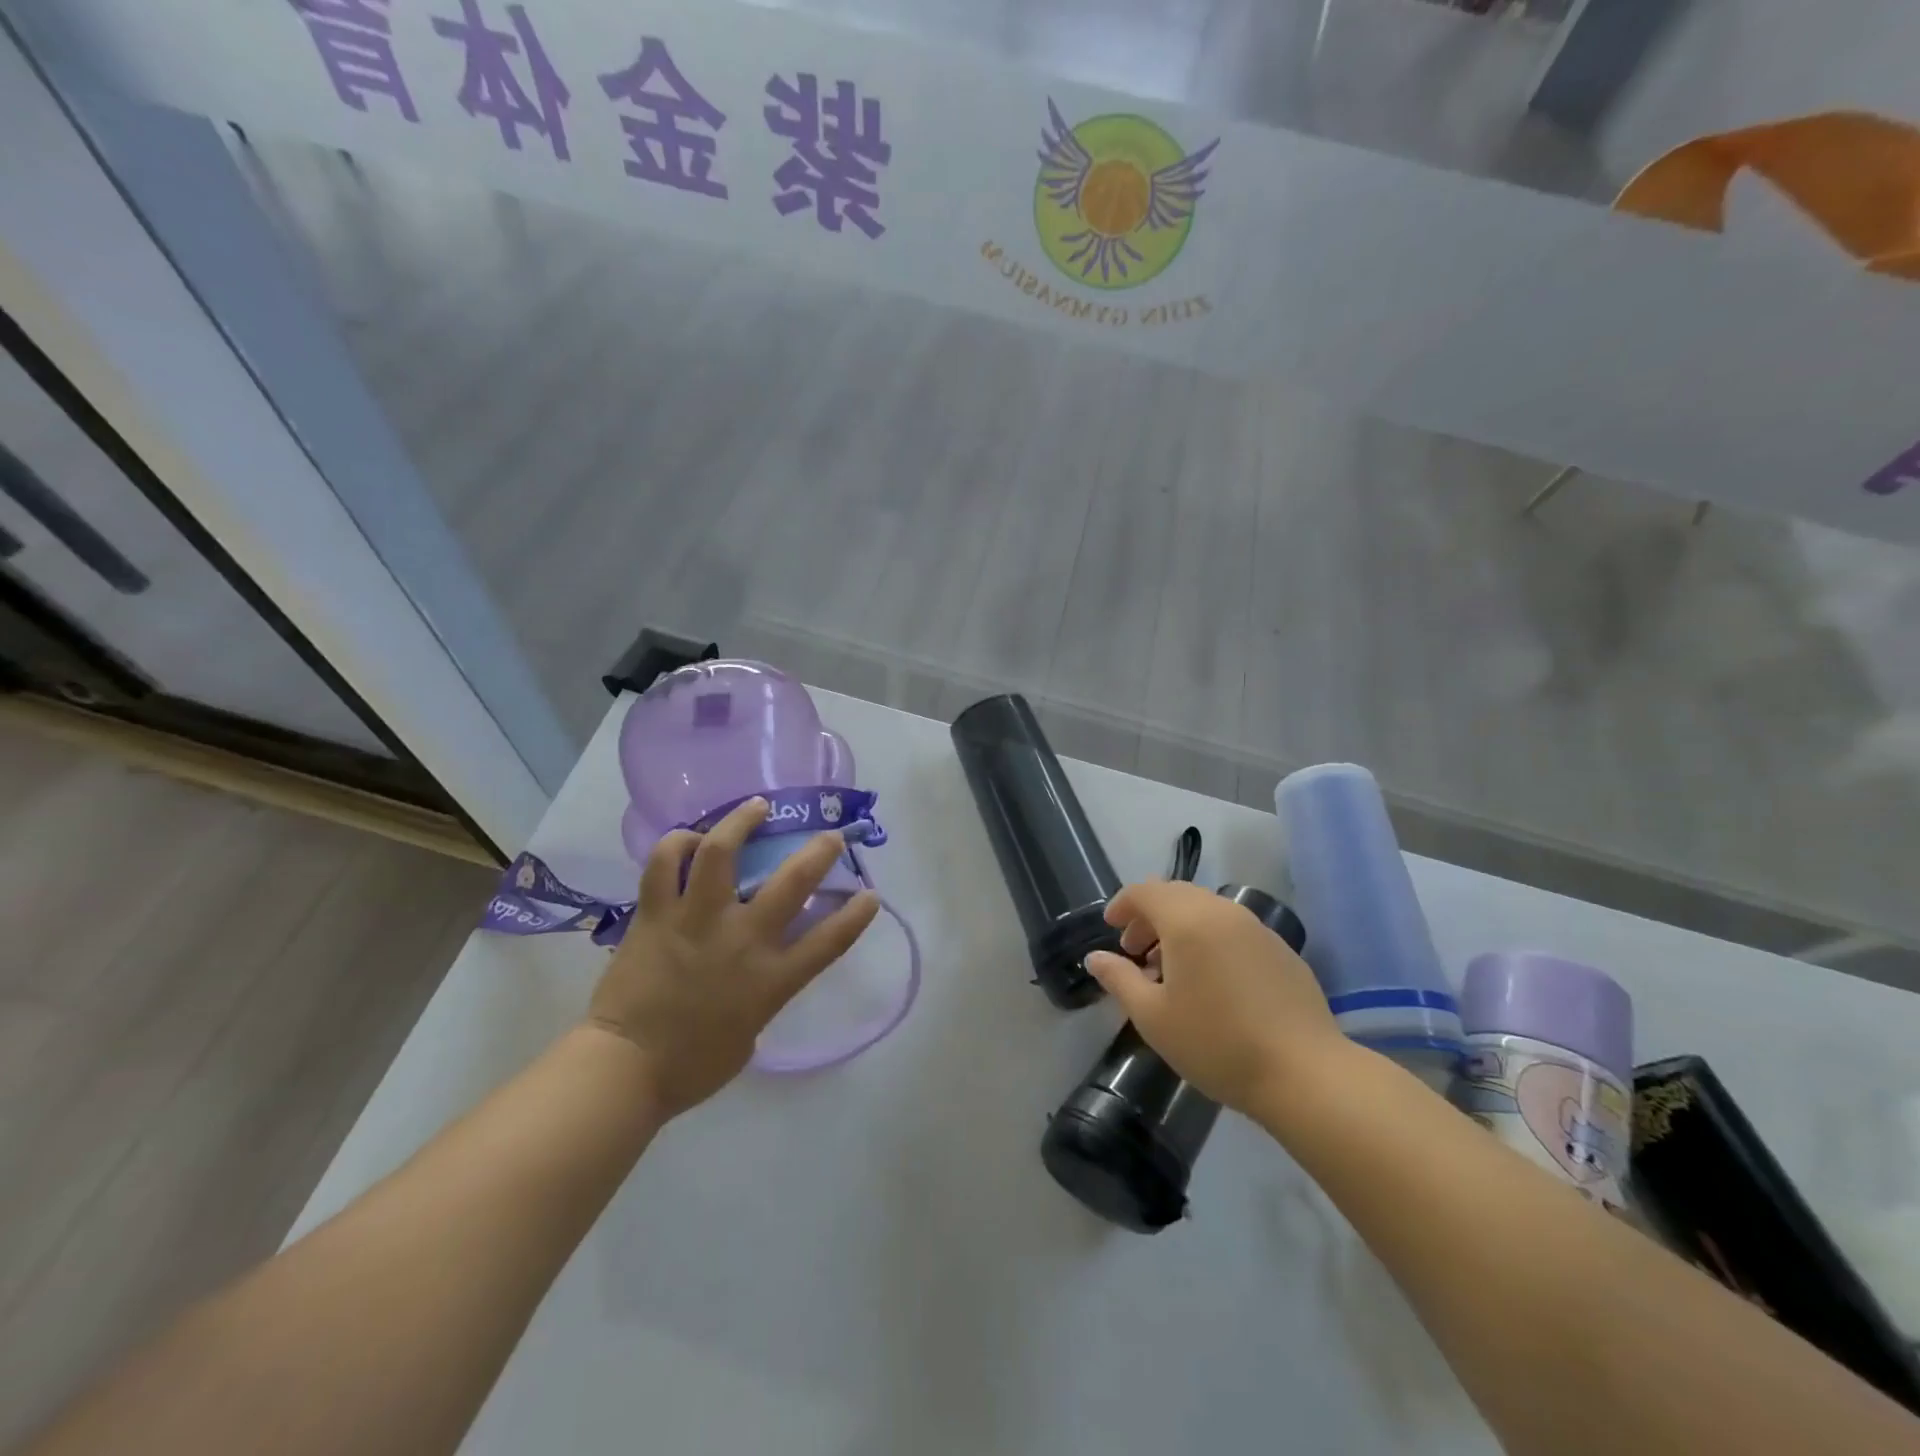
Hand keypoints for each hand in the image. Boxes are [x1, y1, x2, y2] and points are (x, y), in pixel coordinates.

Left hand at [587, 798, 878, 1118]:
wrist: (624, 1070)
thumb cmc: (692, 1065)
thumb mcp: (749, 1034)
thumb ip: (763, 994)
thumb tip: (758, 969)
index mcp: (771, 978)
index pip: (829, 940)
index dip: (857, 915)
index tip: (871, 894)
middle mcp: (741, 938)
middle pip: (792, 882)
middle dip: (819, 852)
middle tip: (828, 835)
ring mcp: (697, 919)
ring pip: (721, 851)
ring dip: (741, 821)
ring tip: (756, 806)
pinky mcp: (656, 913)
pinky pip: (665, 863)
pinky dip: (678, 844)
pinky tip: (689, 840)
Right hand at [1085, 880, 1345, 1116]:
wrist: (1305, 1074)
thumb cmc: (1217, 1043)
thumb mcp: (1153, 1017)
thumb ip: (1119, 979)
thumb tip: (1096, 958)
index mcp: (1187, 920)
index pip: (1145, 891)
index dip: (1122, 905)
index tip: (1111, 930)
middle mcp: (1223, 912)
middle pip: (1176, 894)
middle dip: (1150, 916)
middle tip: (1136, 952)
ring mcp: (1257, 928)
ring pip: (1207, 910)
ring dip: (1180, 927)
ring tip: (1171, 970)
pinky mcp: (1282, 950)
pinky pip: (1234, 929)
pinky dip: (1211, 939)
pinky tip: (1212, 982)